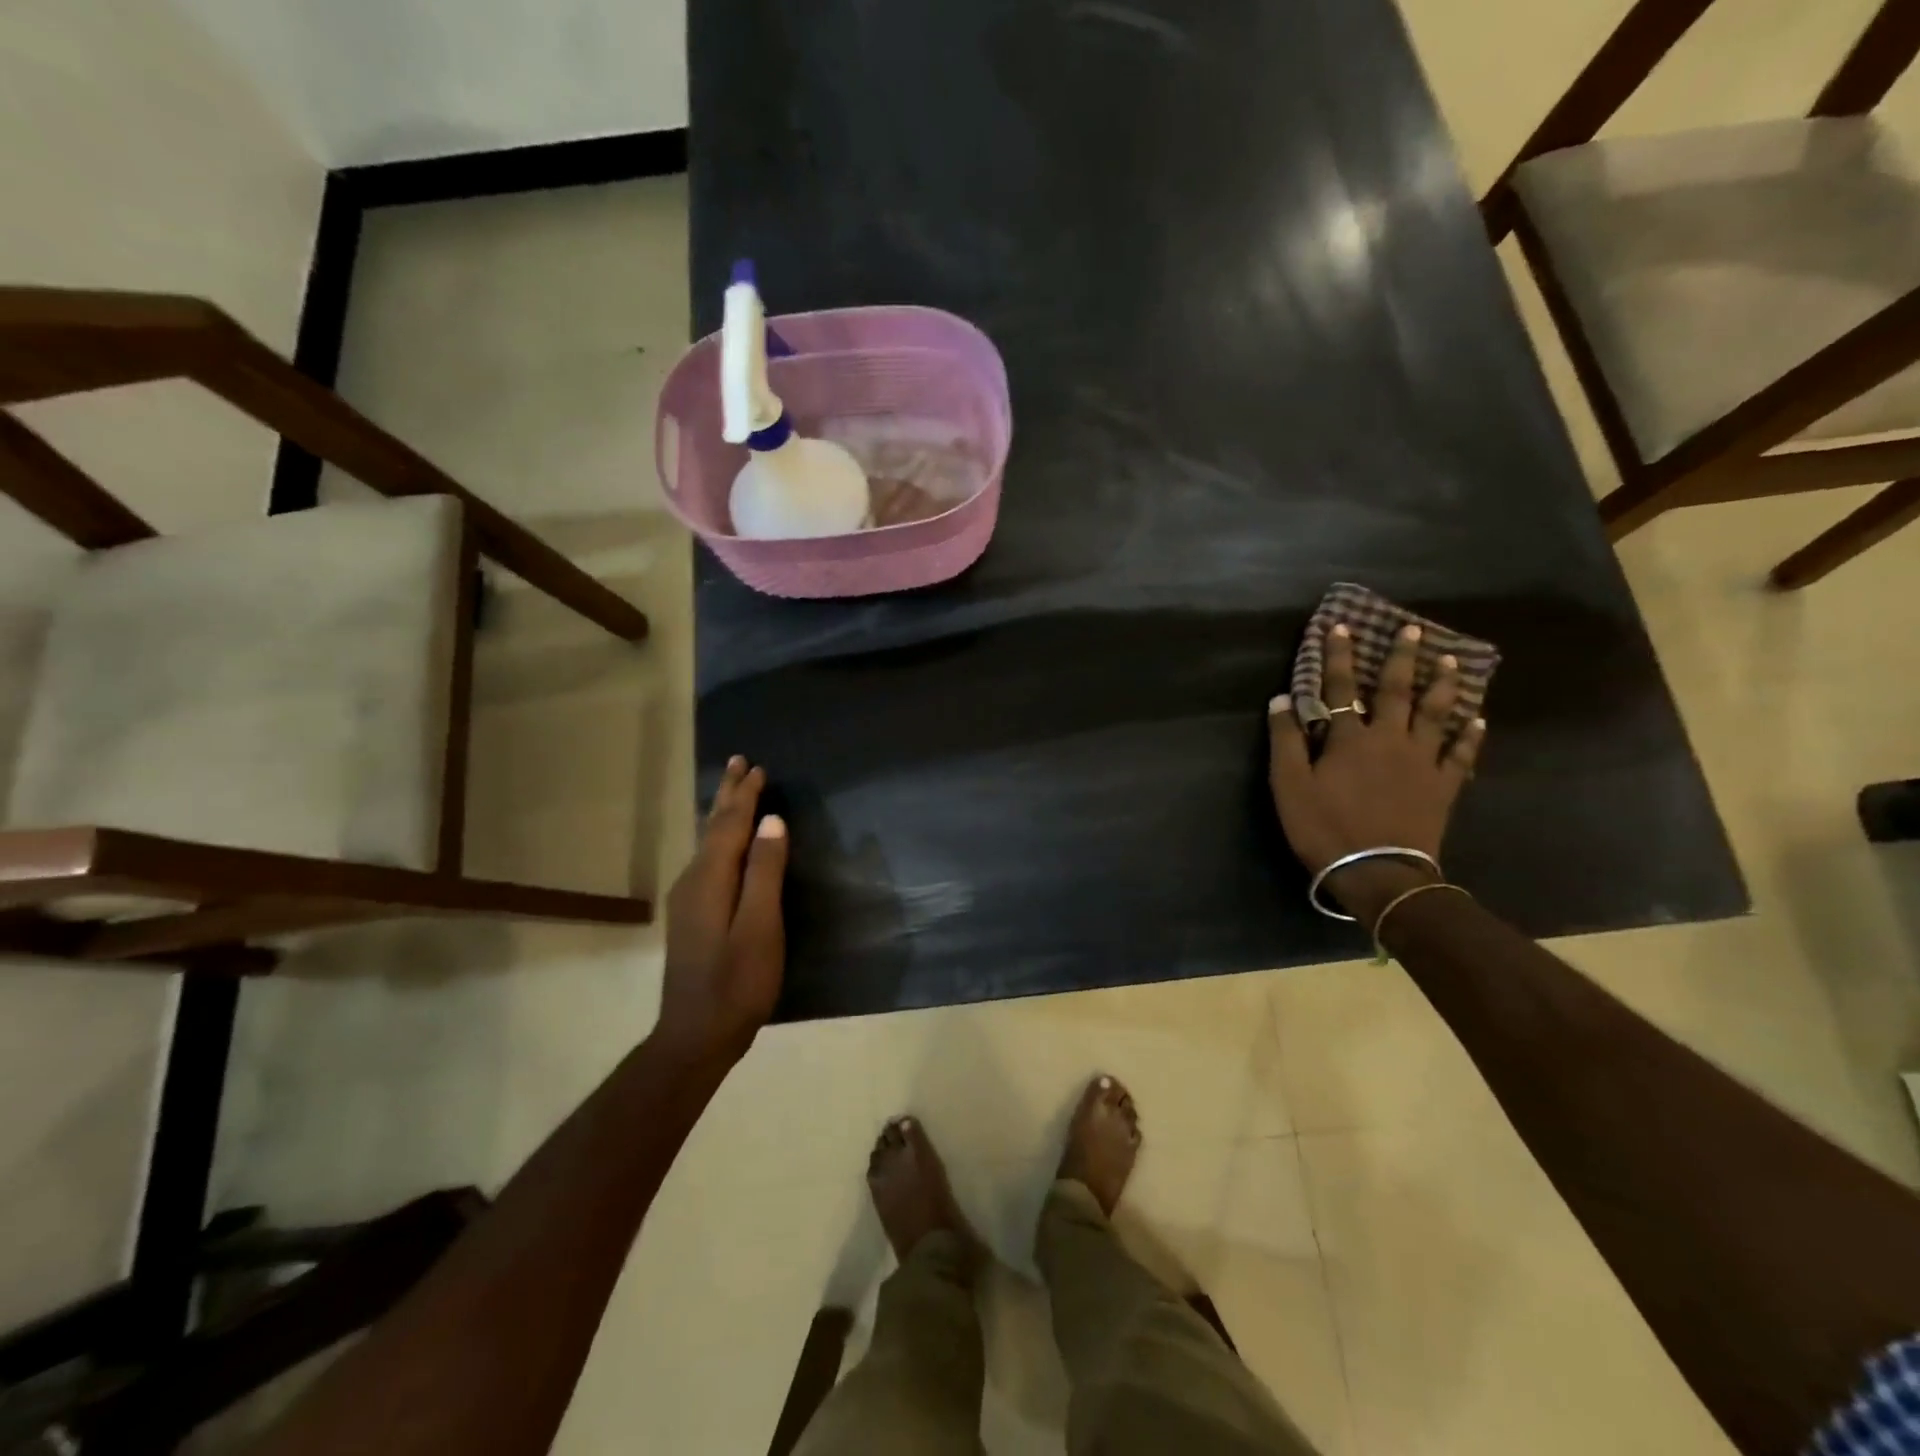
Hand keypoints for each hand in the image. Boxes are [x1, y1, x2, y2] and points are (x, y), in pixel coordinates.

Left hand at [656, 755, 789, 1063]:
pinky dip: (719, 837)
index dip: (745, 795)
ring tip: (731, 791)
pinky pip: (707, 858)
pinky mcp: (692, 916)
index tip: (758, 767)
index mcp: (710, 878)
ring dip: (722, 812)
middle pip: (713, 827)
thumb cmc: (737, 982)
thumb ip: (765, 872)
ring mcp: (688, 899)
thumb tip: (772, 821)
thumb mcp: (760, 927)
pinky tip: (723, 842)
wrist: (696, 1036)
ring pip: (707, 842)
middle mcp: (693, 881)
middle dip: (727, 794)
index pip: (730, 824)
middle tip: (738, 762)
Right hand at [1268, 621, 1485, 917]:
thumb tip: (1281, 700)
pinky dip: (1470, 735)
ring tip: (1452, 661)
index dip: (1338, 657)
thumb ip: (1285, 741)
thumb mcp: (1289, 786)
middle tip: (1412, 630)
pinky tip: (1479, 719)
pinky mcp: (1443, 786)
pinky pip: (1460, 754)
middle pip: (1396, 691)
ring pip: (1436, 714)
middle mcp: (1389, 739)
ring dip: (1443, 685)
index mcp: (1349, 739)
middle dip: (1400, 659)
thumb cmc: (1325, 828)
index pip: (1339, 688)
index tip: (1340, 627)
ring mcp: (1421, 761)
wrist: (1379, 873)